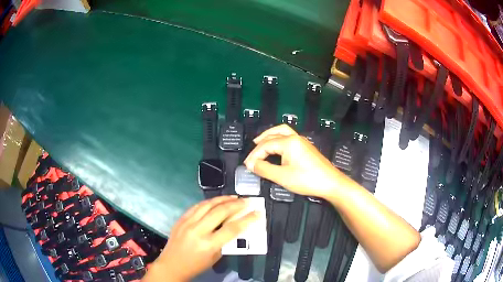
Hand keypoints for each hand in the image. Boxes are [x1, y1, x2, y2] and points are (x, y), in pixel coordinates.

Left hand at [142, 196, 259, 281]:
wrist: (171, 265)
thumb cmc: (196, 265)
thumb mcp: (215, 257)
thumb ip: (225, 242)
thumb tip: (236, 226)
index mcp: (208, 244)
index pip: (232, 228)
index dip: (247, 219)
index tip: (257, 213)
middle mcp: (198, 231)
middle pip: (220, 212)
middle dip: (236, 204)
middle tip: (247, 201)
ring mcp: (187, 223)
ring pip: (208, 205)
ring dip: (223, 199)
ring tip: (234, 197)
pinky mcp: (181, 219)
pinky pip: (196, 206)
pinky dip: (208, 202)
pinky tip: (216, 201)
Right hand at [244, 124, 352, 198]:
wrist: (331, 183)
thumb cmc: (307, 180)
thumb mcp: (282, 177)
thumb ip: (264, 169)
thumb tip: (251, 165)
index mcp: (288, 142)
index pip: (265, 145)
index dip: (254, 156)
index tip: (247, 166)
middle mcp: (294, 137)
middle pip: (272, 135)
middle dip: (259, 145)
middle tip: (251, 156)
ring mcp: (301, 141)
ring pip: (281, 132)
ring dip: (269, 137)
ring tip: (259, 144)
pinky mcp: (305, 147)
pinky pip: (287, 137)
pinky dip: (277, 139)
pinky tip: (275, 149)